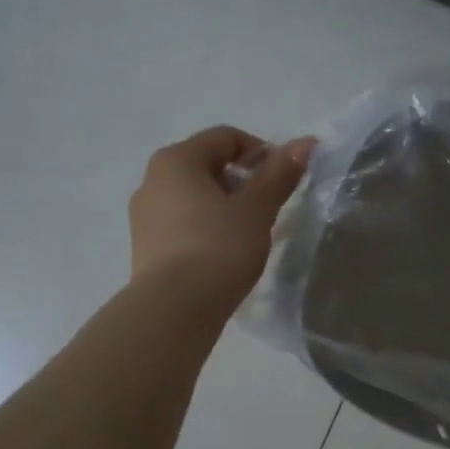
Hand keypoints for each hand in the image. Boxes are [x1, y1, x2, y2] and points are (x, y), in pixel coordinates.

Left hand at [128, 126, 312, 307]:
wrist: (174, 310)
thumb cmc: (218, 248)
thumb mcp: (256, 210)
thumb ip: (279, 174)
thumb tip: (306, 143)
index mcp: (176, 160)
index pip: (225, 138)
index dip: (260, 152)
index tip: (282, 180)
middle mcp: (152, 180)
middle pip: (206, 166)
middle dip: (242, 181)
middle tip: (269, 207)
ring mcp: (144, 216)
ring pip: (193, 197)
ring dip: (224, 206)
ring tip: (249, 233)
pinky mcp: (145, 247)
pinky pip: (181, 224)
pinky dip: (206, 228)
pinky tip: (224, 253)